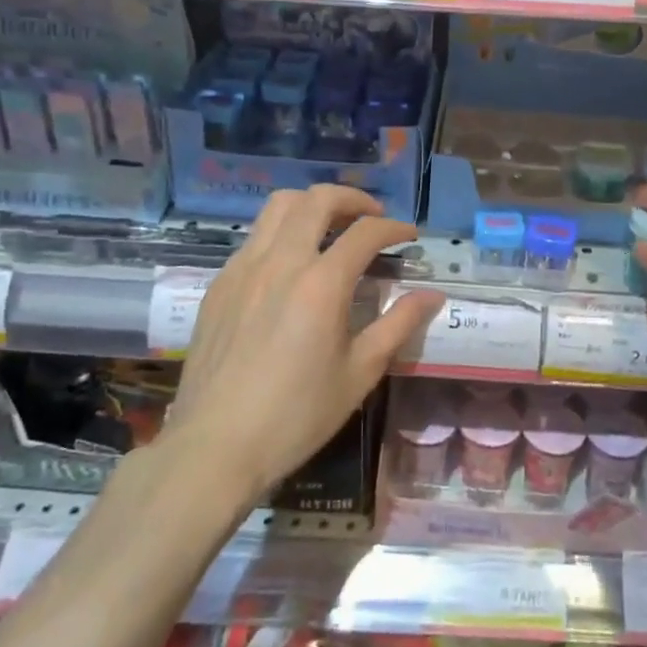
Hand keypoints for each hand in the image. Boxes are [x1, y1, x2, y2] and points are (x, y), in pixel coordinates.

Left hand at [170, 185, 444, 500]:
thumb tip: (432, 295)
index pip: (365, 232)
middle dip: (353, 199)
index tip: (409, 238)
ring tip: (331, 228)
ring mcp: (243, 268)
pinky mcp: (220, 283)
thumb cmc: (296, 416)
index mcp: (320, 283)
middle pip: (318, 199)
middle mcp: (281, 261)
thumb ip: (398, 325)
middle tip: (371, 218)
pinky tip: (291, 266)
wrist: (214, 447)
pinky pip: (255, 237)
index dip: (394, 228)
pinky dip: (282, 232)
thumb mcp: (359, 374)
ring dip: (312, 205)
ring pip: (279, 206)